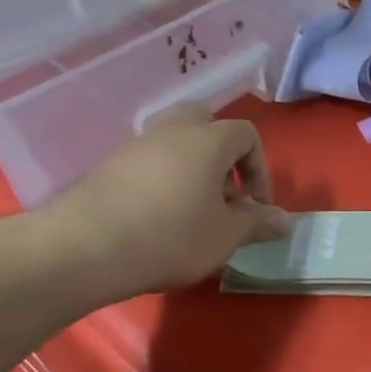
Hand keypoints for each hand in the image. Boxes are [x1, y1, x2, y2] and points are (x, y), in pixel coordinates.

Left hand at [36, 109, 290, 304]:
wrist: (84, 248)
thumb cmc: (171, 236)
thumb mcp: (225, 236)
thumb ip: (258, 223)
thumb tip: (286, 220)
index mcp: (208, 140)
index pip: (247, 135)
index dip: (260, 170)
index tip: (255, 208)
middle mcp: (172, 131)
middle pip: (206, 123)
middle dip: (223, 156)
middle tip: (225, 195)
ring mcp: (136, 146)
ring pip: (175, 143)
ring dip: (193, 169)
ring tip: (194, 213)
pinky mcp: (108, 166)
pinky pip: (149, 162)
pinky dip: (163, 180)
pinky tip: (159, 219)